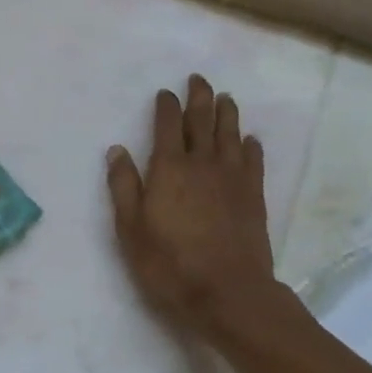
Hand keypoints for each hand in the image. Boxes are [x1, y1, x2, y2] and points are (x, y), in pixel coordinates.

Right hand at [106, 76, 277, 341]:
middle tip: (198, 79)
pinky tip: (249, 139)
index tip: (165, 92)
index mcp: (169, 168)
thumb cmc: (169, 263)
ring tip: (224, 97)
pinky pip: (253, 159)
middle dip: (199, 97)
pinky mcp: (254, 196)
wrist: (228, 293)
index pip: (168, 126)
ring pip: (230, 134)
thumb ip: (124, 186)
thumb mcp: (130, 228)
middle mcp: (203, 164)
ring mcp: (233, 178)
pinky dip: (250, 145)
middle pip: (203, 121)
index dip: (166, 106)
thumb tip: (117, 150)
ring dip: (227, 113)